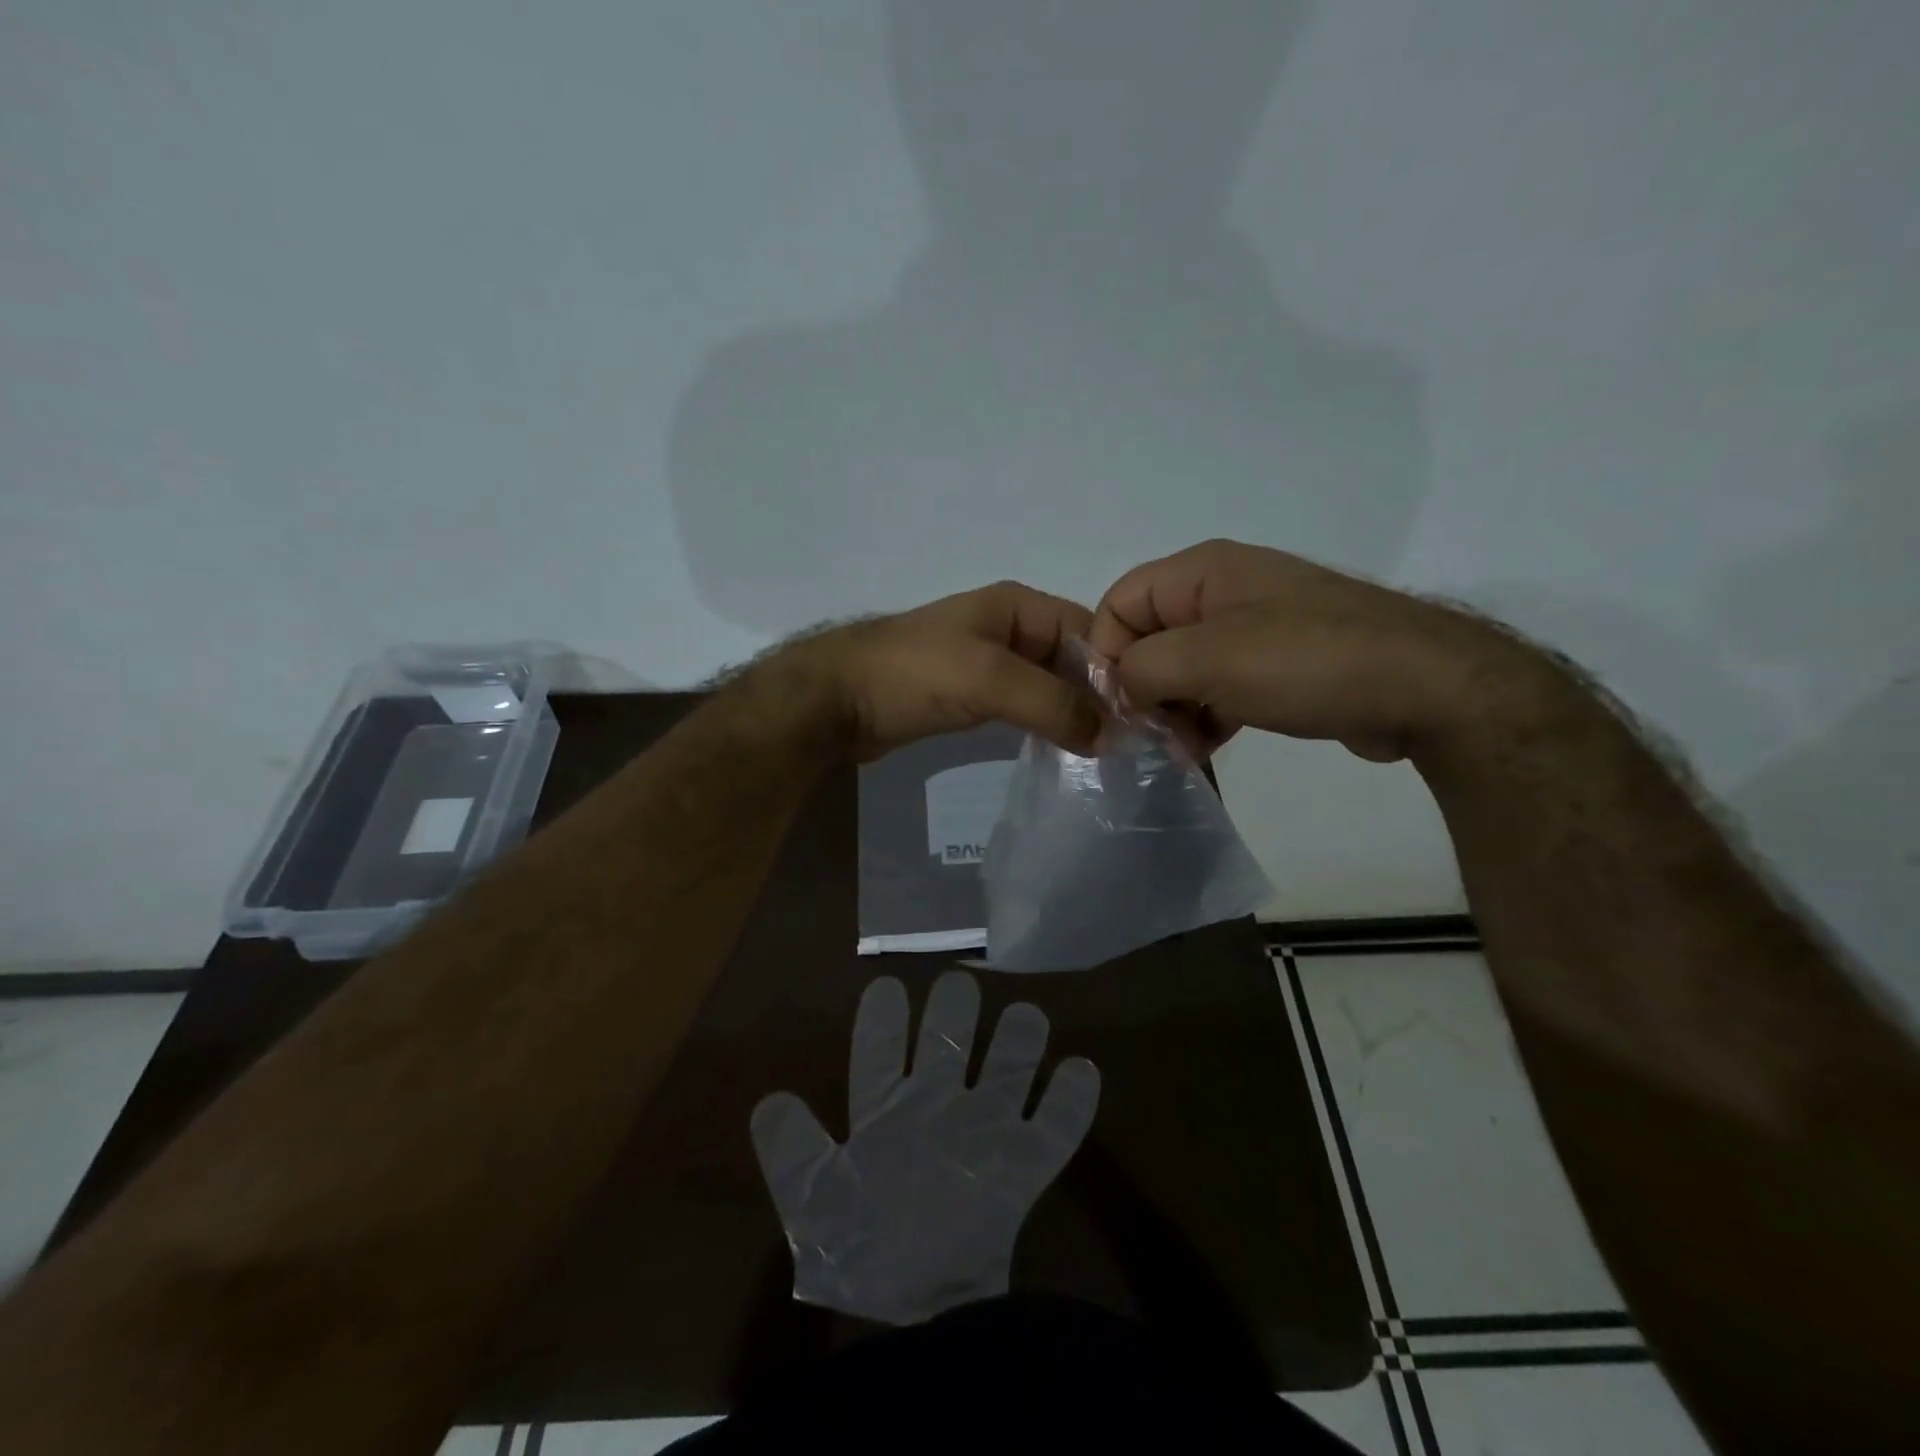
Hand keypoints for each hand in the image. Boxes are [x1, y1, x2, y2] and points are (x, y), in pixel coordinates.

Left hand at [751, 971, 1099, 1325]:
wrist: (920, 1325)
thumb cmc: (863, 1255)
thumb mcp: (815, 1206)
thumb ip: (791, 1153)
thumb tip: (769, 1101)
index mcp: (885, 1115)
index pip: (880, 1053)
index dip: (882, 1020)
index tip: (887, 985)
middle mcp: (936, 1111)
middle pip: (948, 1044)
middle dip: (954, 1012)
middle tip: (960, 985)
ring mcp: (983, 1136)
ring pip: (1007, 1069)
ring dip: (1019, 1040)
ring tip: (1025, 1013)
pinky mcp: (1023, 1171)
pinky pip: (1056, 1129)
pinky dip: (1071, 1102)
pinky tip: (1080, 1069)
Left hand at [770, 582, 1101, 760]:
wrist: (835, 699)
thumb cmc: (913, 674)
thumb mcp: (989, 680)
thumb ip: (1053, 703)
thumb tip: (1111, 737)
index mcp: (1019, 606)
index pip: (1090, 632)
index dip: (1118, 670)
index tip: (1142, 717)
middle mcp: (1009, 627)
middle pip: (1072, 659)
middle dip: (1099, 696)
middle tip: (1127, 745)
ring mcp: (988, 661)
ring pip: (1048, 685)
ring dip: (1072, 714)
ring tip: (1101, 754)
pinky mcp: (970, 693)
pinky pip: (1022, 705)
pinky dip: (1042, 723)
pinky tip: (1059, 750)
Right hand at [1090, 540, 1567, 764]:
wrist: (1425, 688)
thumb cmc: (1306, 661)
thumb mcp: (1208, 660)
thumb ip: (1142, 669)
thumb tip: (1118, 688)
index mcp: (1202, 572)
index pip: (1120, 602)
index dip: (1106, 652)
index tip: (1117, 705)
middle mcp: (1223, 592)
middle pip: (1148, 637)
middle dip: (1141, 688)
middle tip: (1151, 736)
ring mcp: (1254, 628)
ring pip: (1182, 668)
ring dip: (1172, 711)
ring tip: (1183, 750)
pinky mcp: (1278, 664)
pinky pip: (1218, 686)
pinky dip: (1204, 716)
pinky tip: (1207, 749)